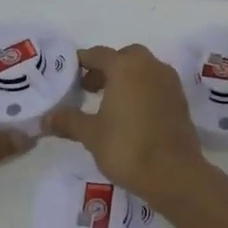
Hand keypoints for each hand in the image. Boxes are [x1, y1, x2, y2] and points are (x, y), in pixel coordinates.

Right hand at [43, 44, 208, 203]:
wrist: (174, 174)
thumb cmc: (127, 147)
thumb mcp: (91, 134)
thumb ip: (68, 121)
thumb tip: (46, 118)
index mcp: (126, 67)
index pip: (99, 54)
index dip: (82, 62)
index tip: (69, 74)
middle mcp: (150, 67)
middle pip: (125, 58)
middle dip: (107, 69)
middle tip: (90, 89)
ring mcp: (169, 83)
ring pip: (144, 70)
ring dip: (126, 79)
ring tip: (109, 104)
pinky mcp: (181, 101)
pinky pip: (157, 86)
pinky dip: (142, 91)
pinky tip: (131, 116)